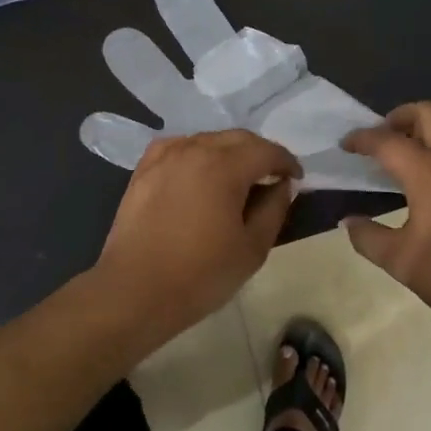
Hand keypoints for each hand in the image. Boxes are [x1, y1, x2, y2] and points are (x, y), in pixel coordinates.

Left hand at [93, 130, 300, 339]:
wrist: (134, 292)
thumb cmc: (200, 274)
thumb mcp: (252, 248)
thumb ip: (274, 209)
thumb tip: (280, 185)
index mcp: (224, 166)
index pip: (267, 151)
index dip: (287, 162)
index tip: (296, 179)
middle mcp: (195, 149)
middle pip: (238, 138)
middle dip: (260, 153)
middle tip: (271, 177)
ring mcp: (165, 156)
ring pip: (208, 140)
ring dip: (229, 152)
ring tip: (237, 178)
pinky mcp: (144, 169)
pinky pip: (179, 148)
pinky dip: (197, 154)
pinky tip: (199, 174)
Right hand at [341, 103, 430, 332]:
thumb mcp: (400, 263)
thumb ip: (367, 238)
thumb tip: (349, 221)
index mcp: (428, 174)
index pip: (387, 141)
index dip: (362, 138)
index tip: (348, 144)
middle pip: (428, 112)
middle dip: (401, 116)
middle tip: (388, 135)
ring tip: (423, 146)